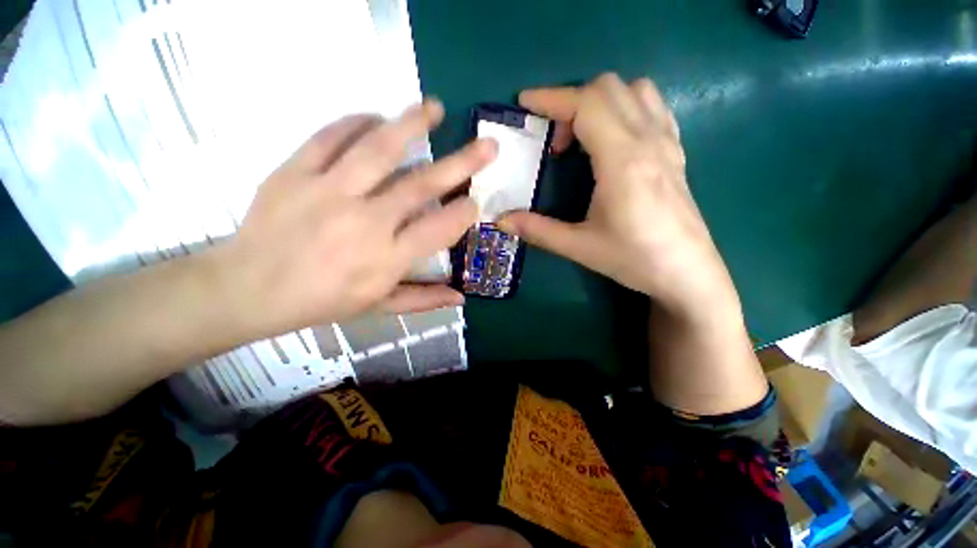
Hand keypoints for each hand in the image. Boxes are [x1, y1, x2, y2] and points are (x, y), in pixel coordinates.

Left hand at [214, 101, 496, 340]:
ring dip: (411, 125)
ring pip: (378, 150)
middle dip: (461, 163)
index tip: (475, 202)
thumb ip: (422, 300)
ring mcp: (328, 192)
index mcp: (386, 259)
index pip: (438, 229)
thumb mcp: (377, 307)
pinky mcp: (294, 172)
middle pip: (420, 185)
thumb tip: (461, 297)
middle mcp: (364, 222)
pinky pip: (329, 137)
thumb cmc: (321, 301)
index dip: (462, 213)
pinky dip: (356, 123)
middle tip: (487, 145)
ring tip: (433, 107)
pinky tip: (375, 116)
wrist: (248, 288)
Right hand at [498, 74, 737, 319]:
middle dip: (571, 103)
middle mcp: (648, 140)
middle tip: (556, 142)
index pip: (586, 104)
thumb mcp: (579, 247)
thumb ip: (537, 230)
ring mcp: (667, 142)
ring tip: (584, 138)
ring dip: (600, 101)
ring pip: (634, 90)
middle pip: (608, 88)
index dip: (551, 98)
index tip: (525, 103)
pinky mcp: (676, 151)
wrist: (688, 272)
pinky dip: (626, 107)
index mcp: (623, 160)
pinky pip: (652, 107)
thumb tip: (501, 221)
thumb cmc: (634, 259)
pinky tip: (613, 139)